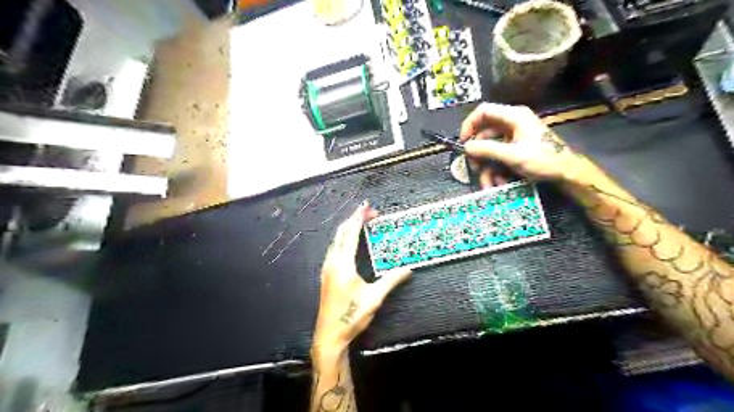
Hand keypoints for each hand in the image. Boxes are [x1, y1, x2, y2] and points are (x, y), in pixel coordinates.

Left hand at [310, 201, 412, 364]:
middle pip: (342, 232)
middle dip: (354, 219)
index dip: (359, 217)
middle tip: (369, 212)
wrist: (329, 335)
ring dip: (348, 228)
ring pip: (336, 240)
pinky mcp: (327, 274)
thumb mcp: (374, 298)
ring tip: (361, 223)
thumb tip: (408, 269)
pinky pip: (334, 248)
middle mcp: (332, 262)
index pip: (351, 233)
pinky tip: (350, 242)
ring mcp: (327, 268)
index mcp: (343, 264)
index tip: (366, 206)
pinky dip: (344, 238)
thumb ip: (391, 281)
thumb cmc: (351, 316)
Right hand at [457, 101, 589, 183]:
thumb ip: (488, 149)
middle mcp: (512, 123)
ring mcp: (514, 136)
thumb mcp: (513, 155)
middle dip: (478, 153)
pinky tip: (498, 182)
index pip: (483, 111)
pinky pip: (498, 155)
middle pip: (484, 133)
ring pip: (490, 148)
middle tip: (474, 168)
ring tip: (488, 184)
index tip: (463, 143)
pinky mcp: (516, 147)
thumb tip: (466, 147)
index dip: (469, 125)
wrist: (568, 172)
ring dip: (487, 166)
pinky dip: (495, 169)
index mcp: (513, 116)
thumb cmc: (544, 159)